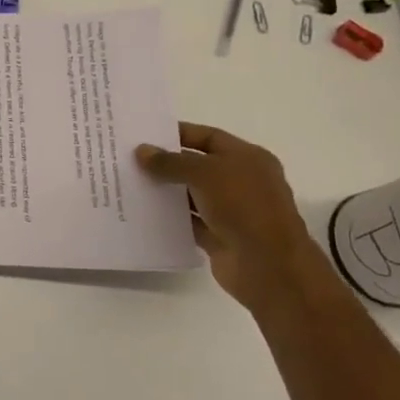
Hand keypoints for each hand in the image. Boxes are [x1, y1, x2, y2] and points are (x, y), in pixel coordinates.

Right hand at [136, 122, 340, 315]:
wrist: (269, 265)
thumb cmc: (243, 206)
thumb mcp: (205, 173)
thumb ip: (171, 162)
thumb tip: (141, 151)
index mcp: (248, 158)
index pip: (209, 137)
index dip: (180, 134)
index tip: (146, 135)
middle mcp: (242, 182)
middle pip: (199, 166)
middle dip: (168, 163)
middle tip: (131, 159)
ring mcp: (232, 212)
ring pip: (192, 196)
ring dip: (167, 192)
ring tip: (130, 184)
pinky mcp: (220, 238)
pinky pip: (190, 223)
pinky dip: (171, 218)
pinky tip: (143, 213)